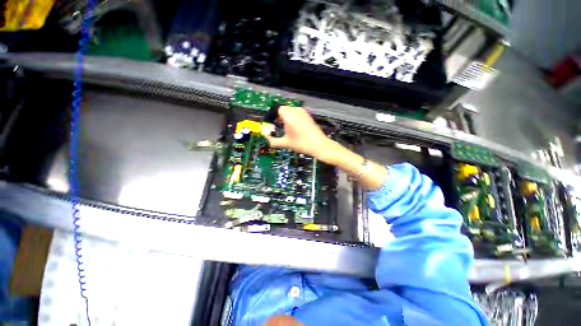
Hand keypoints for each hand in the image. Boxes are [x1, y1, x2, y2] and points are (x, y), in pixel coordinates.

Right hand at [265, 106, 330, 158]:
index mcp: (289, 115)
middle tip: (277, 126)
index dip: (272, 116)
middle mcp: (296, 111)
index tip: (270, 123)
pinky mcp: (308, 116)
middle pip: (284, 109)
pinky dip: (293, 118)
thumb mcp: (286, 143)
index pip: (277, 109)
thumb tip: (267, 140)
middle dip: (279, 116)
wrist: (319, 145)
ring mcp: (303, 112)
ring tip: (286, 127)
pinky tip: (294, 128)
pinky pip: (297, 113)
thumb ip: (273, 141)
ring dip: (286, 117)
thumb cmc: (301, 143)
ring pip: (291, 111)